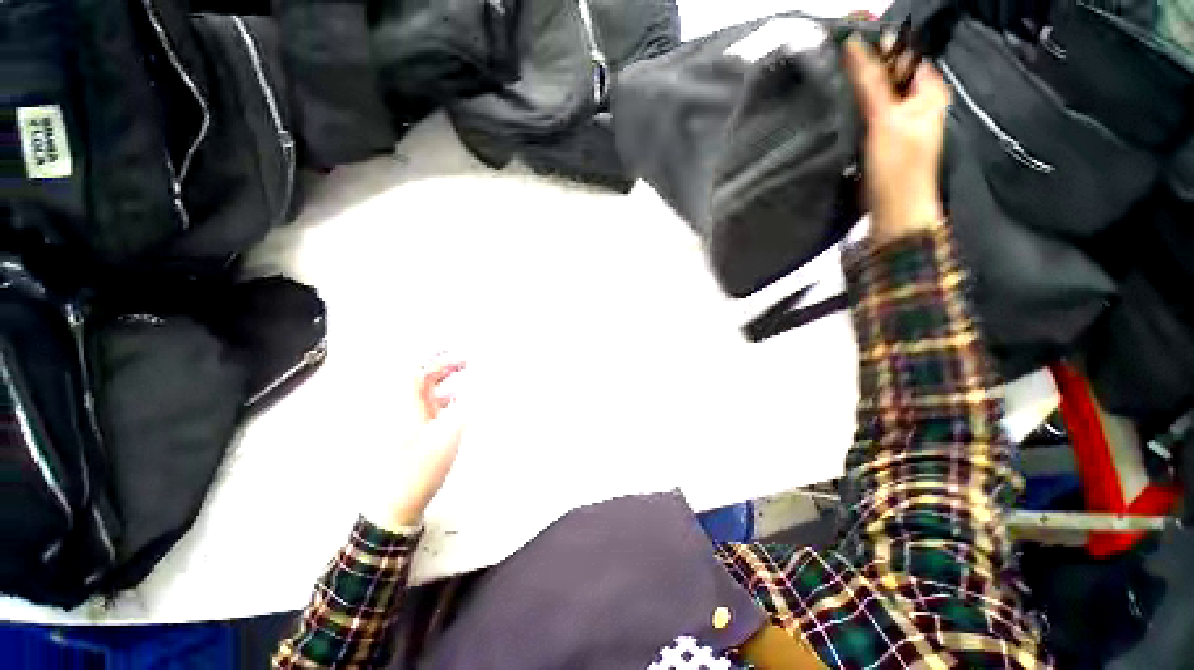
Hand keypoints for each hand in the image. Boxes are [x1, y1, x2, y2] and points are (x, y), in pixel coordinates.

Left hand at [366, 357, 466, 531]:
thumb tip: (478, 386)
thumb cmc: (419, 468)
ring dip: (444, 381)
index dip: (437, 358)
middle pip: (420, 378)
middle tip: (465, 360)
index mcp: (406, 405)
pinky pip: (427, 406)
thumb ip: (465, 406)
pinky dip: (443, 397)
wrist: (395, 504)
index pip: (418, 371)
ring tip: (464, 375)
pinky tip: (457, 401)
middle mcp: (402, 409)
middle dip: (443, 366)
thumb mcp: (448, 435)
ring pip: (424, 392)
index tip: (459, 353)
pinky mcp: (410, 433)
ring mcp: (405, 421)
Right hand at [843, 36, 949, 243]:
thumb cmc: (897, 168)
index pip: (903, 53)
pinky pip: (865, 112)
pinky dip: (851, 107)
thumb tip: (854, 45)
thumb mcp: (885, 119)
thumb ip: (871, 82)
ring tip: (831, 79)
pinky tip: (836, 105)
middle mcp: (915, 100)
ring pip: (874, 92)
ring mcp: (896, 119)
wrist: (892, 211)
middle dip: (862, 66)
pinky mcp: (879, 137)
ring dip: (854, 87)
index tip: (846, 37)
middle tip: (833, 60)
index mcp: (929, 89)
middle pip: (887, 72)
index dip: (878, 43)